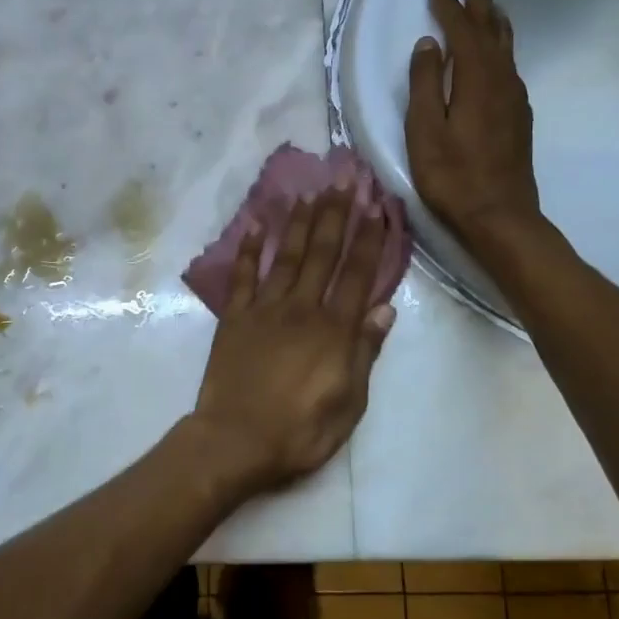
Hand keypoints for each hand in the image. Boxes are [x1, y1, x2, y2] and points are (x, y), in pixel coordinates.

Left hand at [190, 188, 395, 493]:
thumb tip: (385, 309)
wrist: (235, 441)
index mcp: (334, 330)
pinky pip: (242, 276)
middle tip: (344, 178)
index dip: (369, 239)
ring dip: (298, 222)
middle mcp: (301, 308)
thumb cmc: (300, 431)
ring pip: (285, 256)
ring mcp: (264, 309)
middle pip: (322, 253)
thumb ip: (365, 352)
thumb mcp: (349, 403)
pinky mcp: (234, 318)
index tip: (377, 205)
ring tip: (309, 192)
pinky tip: (253, 225)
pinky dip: (247, 249)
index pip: (357, 275)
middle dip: (336, 214)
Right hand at [406, 0, 541, 246]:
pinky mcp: (518, 116)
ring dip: (493, 20)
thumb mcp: (425, 130)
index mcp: (477, 79)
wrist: (500, 216)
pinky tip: (493, 54)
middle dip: (479, 0)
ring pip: (506, 46)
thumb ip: (425, 84)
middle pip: (493, 29)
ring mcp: (515, 98)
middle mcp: (502, 80)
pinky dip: (498, 46)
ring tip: (483, 4)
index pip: (463, 31)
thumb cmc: (453, 176)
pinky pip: (509, 65)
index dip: (449, 8)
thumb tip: (428, 45)